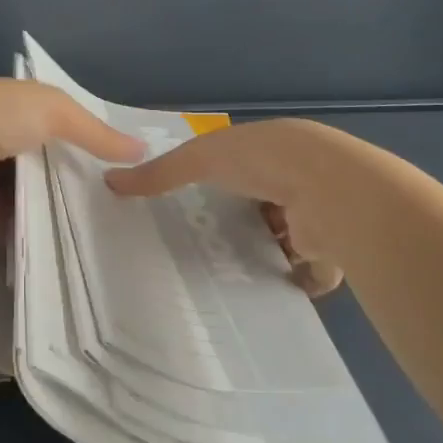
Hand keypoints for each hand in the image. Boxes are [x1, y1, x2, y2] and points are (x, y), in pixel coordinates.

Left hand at [0, 79, 144, 230]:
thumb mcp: (54, 109)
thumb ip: (95, 130)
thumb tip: (140, 148)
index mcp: (4, 104)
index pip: (49, 118)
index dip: (81, 135)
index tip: (116, 159)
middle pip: (41, 159)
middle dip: (71, 175)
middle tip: (116, 199)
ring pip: (29, 193)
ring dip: (55, 205)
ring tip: (102, 224)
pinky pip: (15, 222)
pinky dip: (36, 230)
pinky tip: (70, 243)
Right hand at [106, 119, 346, 297]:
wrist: (330, 189)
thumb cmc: (262, 161)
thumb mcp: (199, 159)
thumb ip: (159, 173)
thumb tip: (109, 180)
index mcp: (269, 149)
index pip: (241, 166)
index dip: (220, 181)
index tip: (193, 204)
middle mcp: (297, 178)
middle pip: (264, 203)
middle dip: (242, 222)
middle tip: (206, 246)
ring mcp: (318, 214)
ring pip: (288, 237)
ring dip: (267, 252)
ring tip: (229, 274)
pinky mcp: (333, 249)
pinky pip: (313, 271)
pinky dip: (294, 282)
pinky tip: (267, 293)